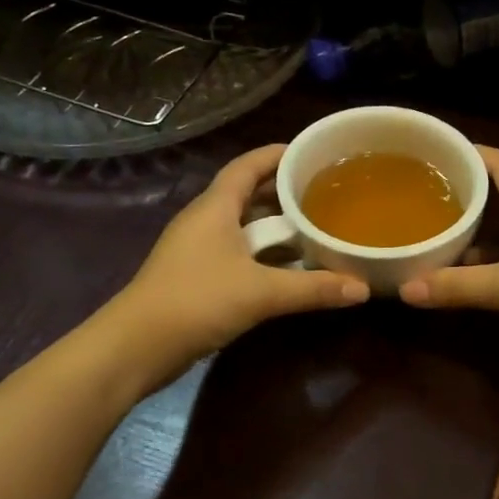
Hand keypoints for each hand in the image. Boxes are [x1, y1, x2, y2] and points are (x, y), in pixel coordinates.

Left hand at [111, 144, 367, 380]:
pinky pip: (237, 251)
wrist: (137, 346)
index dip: (277, 154)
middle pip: (247, 193)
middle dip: (283, 190)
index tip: (312, 152)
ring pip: (242, 225)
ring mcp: (197, 249)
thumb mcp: (261, 292)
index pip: (247, 165)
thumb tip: (362, 288)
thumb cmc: (196, 301)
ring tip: (314, 226)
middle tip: (324, 192)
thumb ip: (313, 288)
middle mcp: (204, 220)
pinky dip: (263, 252)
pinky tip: (289, 266)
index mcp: (214, 207)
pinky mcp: (196, 275)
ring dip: (275, 225)